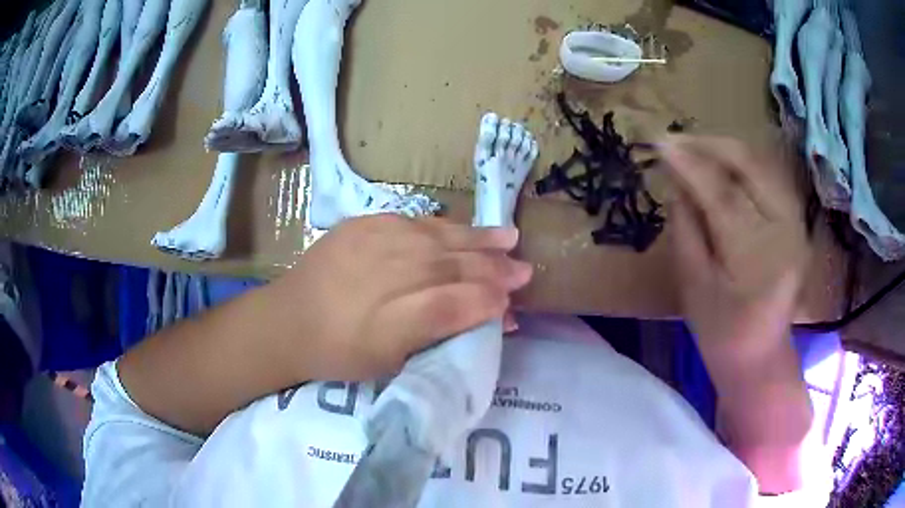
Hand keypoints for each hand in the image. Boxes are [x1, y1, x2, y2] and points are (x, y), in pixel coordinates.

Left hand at [267, 214, 532, 381]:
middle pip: (451, 268)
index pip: (452, 307)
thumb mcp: (389, 363)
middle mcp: (384, 277)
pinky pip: (414, 222)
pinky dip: (445, 227)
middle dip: (493, 270)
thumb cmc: (340, 353)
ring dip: (478, 239)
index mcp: (389, 323)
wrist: (288, 319)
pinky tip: (465, 229)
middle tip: (524, 270)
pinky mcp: (362, 224)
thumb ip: (439, 337)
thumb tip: (486, 320)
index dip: (487, 304)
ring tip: (510, 238)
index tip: (513, 305)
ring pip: (438, 239)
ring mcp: (372, 243)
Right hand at [661, 136, 809, 354]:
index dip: (688, 164)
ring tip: (694, 147)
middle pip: (749, 165)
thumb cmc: (721, 333)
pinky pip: (769, 174)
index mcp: (756, 257)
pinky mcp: (797, 219)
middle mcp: (784, 230)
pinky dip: (743, 162)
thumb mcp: (694, 287)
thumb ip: (685, 229)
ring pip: (761, 162)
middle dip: (709, 144)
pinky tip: (721, 163)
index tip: (659, 142)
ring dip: (725, 148)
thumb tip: (675, 181)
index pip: (720, 193)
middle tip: (675, 140)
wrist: (761, 354)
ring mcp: (796, 222)